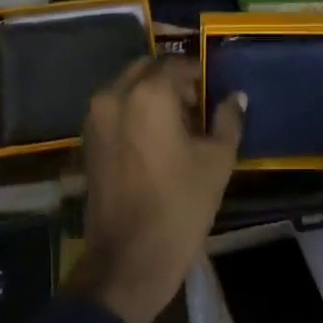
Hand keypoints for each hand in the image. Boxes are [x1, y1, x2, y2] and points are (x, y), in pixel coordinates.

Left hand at [75, 57, 244, 322]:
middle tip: (196, 106)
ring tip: (178, 125)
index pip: (177, 65)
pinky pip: (114, 109)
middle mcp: (114, 96)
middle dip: (172, 80)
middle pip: (146, 70)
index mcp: (148, 94)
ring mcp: (95, 118)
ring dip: (151, 95)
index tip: (214, 91)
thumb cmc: (180, 206)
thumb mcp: (217, 161)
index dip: (199, 74)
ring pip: (126, 88)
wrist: (129, 257)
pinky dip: (134, 111)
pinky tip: (156, 140)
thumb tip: (235, 97)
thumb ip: (227, 120)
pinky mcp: (87, 140)